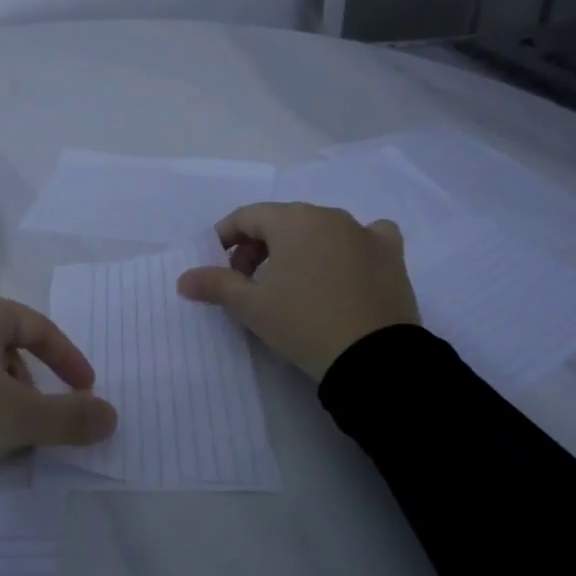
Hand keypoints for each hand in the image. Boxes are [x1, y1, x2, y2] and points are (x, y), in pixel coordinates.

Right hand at [176, 203, 419, 379]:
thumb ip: (216, 285)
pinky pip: (365, 238)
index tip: (216, 265)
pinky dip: (348, 247)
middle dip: (258, 246)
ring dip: (297, 248)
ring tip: (289, 283)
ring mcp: (365, 233)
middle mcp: (330, 216)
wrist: (373, 358)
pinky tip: (344, 267)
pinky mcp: (391, 255)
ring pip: (320, 229)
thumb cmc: (304, 323)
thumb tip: (183, 278)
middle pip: (282, 221)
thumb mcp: (252, 307)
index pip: (247, 216)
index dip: (225, 237)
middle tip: (247, 282)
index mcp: (293, 221)